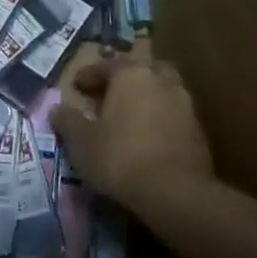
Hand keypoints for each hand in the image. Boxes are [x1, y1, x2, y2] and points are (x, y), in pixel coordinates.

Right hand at [52, 57, 212, 207]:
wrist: (176, 192)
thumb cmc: (120, 157)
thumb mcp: (81, 142)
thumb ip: (68, 121)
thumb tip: (58, 110)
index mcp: (131, 74)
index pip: (107, 65)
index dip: (89, 75)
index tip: (77, 86)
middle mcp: (161, 80)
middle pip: (141, 70)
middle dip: (125, 79)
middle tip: (109, 94)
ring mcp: (184, 104)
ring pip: (161, 90)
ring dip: (146, 98)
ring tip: (130, 116)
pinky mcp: (198, 130)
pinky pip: (173, 115)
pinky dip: (159, 119)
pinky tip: (148, 137)